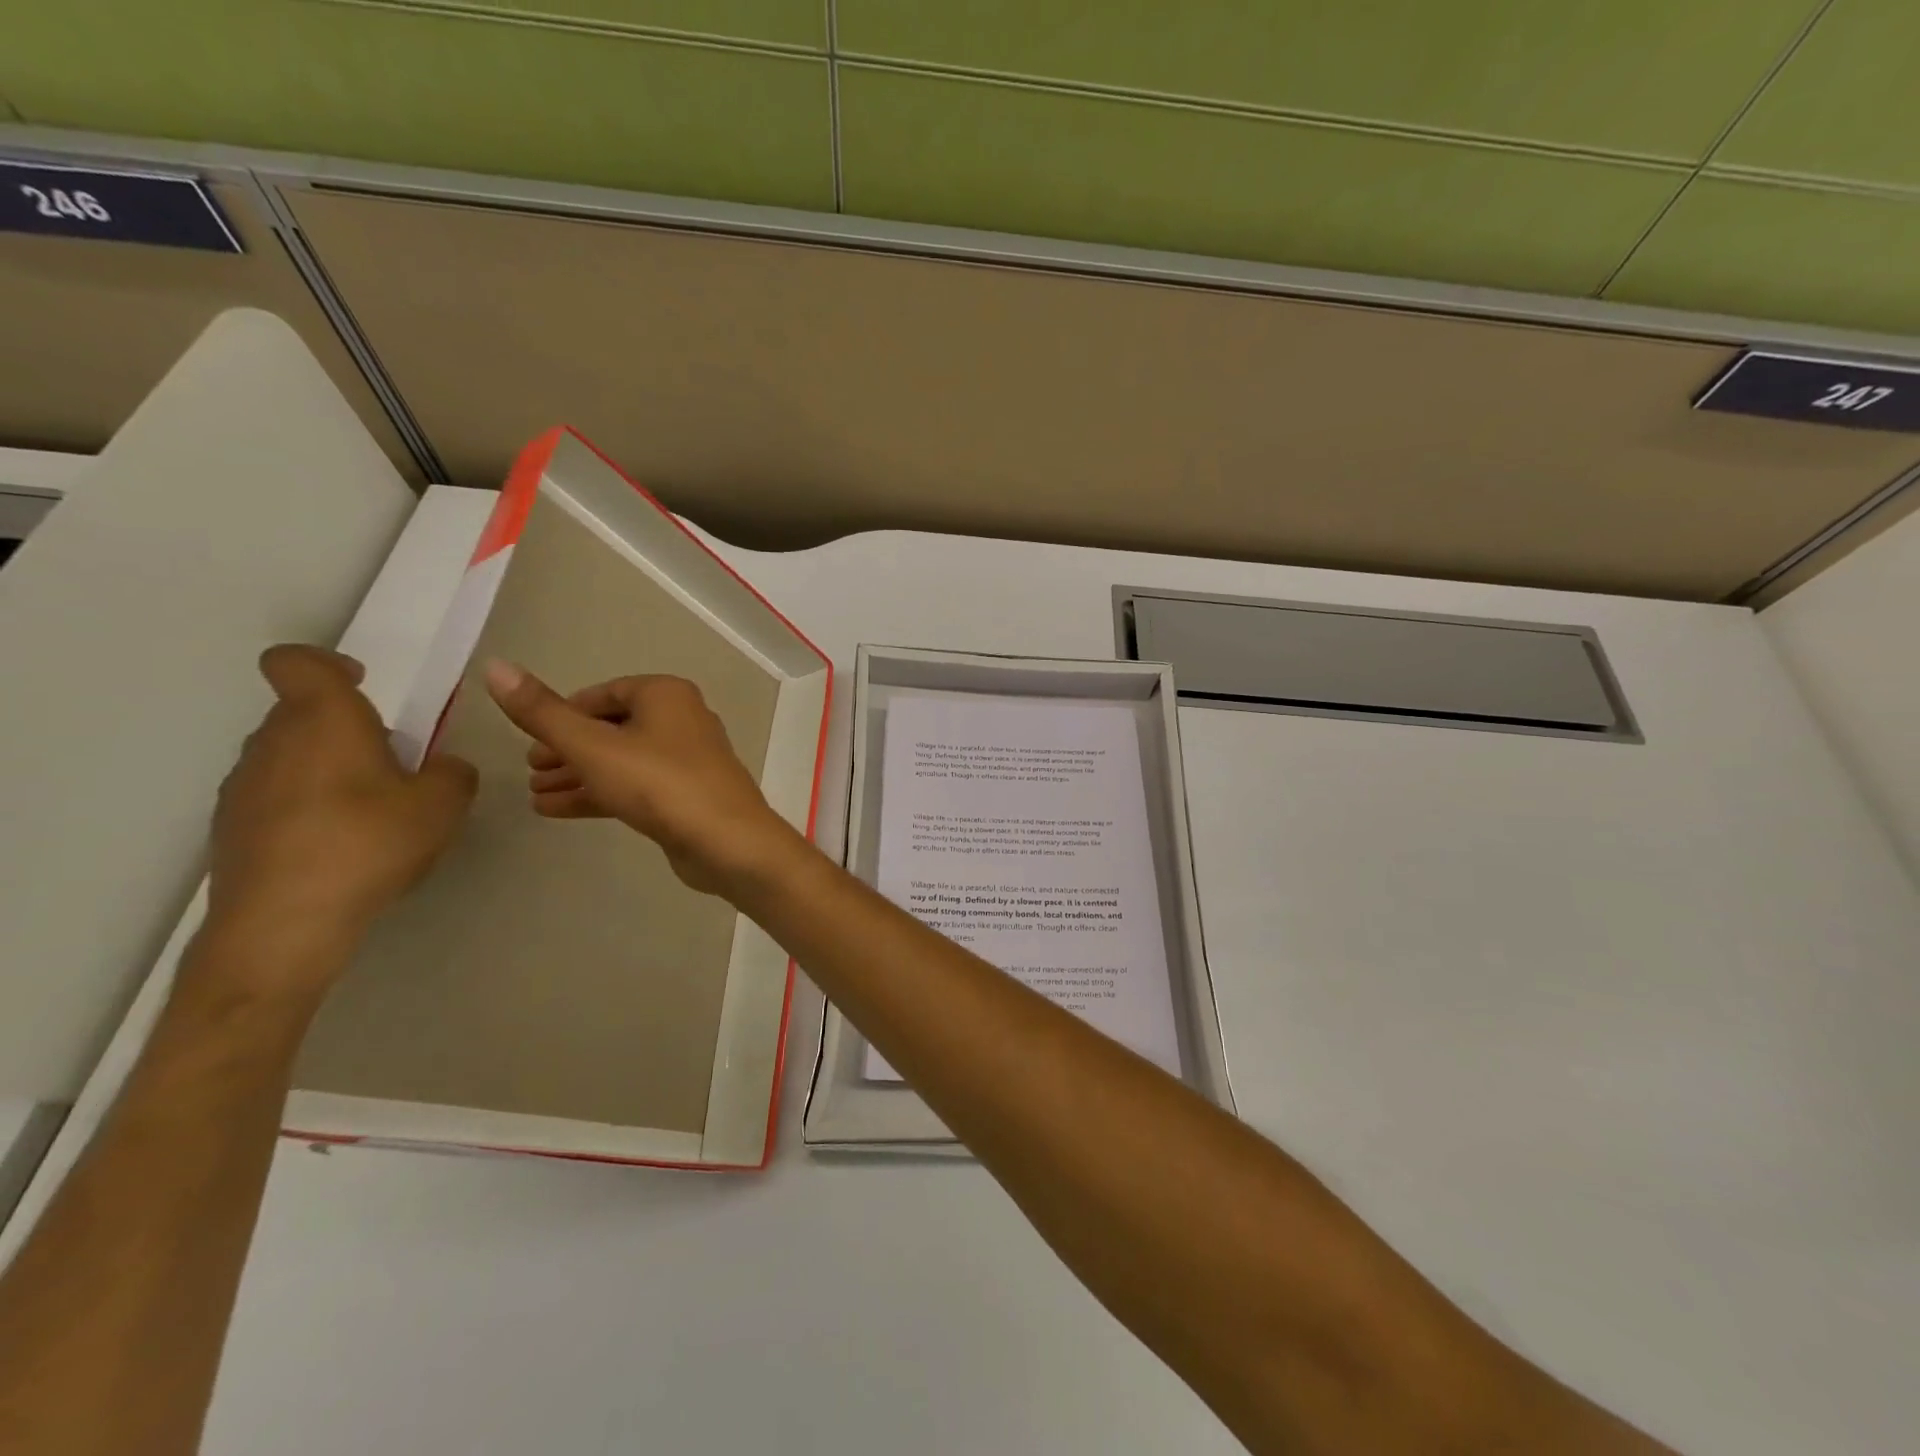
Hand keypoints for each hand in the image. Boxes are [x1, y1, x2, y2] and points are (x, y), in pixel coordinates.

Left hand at [207, 645, 476, 950]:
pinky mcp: (232, 827)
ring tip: (371, 811)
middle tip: (394, 762)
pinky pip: (277, 796)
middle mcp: (273, 741)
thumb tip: (441, 767)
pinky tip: (341, 845)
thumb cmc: (369, 843)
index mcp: (323, 720)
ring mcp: (243, 786)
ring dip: (328, 768)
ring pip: (290, 755)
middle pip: (302, 712)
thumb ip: (452, 773)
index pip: (297, 662)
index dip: (327, 663)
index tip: (364, 684)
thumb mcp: (444, 804)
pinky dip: (308, 805)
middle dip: (347, 727)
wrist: (285, 923)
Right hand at [483, 661, 804, 899]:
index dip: (563, 713)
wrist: (727, 842)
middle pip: (613, 727)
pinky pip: (636, 786)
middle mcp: (682, 719)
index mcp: (666, 694)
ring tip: (534, 793)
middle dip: (568, 747)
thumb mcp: (592, 746)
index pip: (604, 693)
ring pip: (622, 760)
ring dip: (579, 774)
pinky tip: (557, 810)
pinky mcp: (688, 795)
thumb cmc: (659, 784)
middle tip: (530, 769)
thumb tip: (495, 666)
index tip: (530, 736)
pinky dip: (600, 793)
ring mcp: (688, 760)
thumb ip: (542, 712)